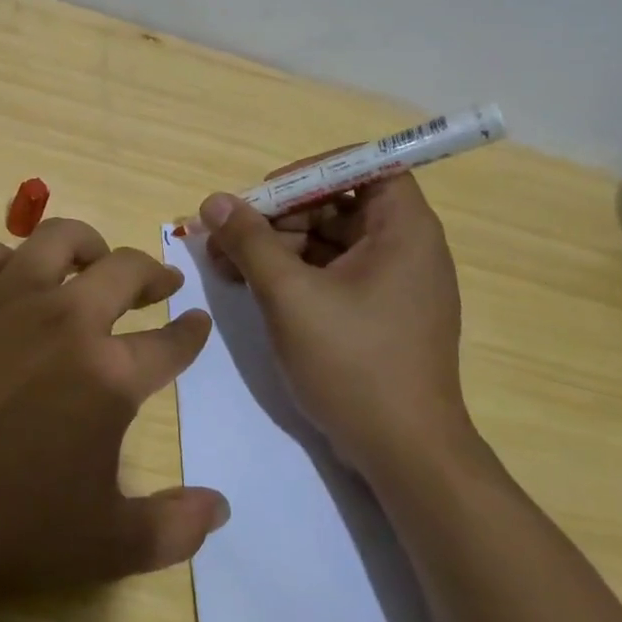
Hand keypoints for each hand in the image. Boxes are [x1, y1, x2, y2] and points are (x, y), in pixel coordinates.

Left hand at [0, 220, 226, 608]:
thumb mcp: (102, 547)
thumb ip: (173, 528)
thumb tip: (220, 507)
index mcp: (109, 374)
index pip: (171, 343)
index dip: (191, 333)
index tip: (197, 321)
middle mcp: (66, 319)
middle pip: (125, 270)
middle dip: (153, 272)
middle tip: (160, 282)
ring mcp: (5, 299)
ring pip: (58, 239)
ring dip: (88, 243)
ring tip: (94, 260)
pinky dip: (10, 259)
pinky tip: (12, 278)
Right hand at [198, 169, 473, 476]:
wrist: (404, 454)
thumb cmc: (354, 363)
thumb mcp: (290, 296)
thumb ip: (250, 241)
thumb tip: (214, 201)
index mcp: (404, 230)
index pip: (365, 167)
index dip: (313, 171)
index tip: (267, 193)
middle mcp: (406, 248)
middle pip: (338, 205)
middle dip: (280, 216)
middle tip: (229, 236)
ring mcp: (393, 285)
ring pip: (329, 242)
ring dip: (278, 246)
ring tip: (226, 266)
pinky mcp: (378, 315)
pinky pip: (333, 275)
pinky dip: (294, 275)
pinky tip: (251, 288)